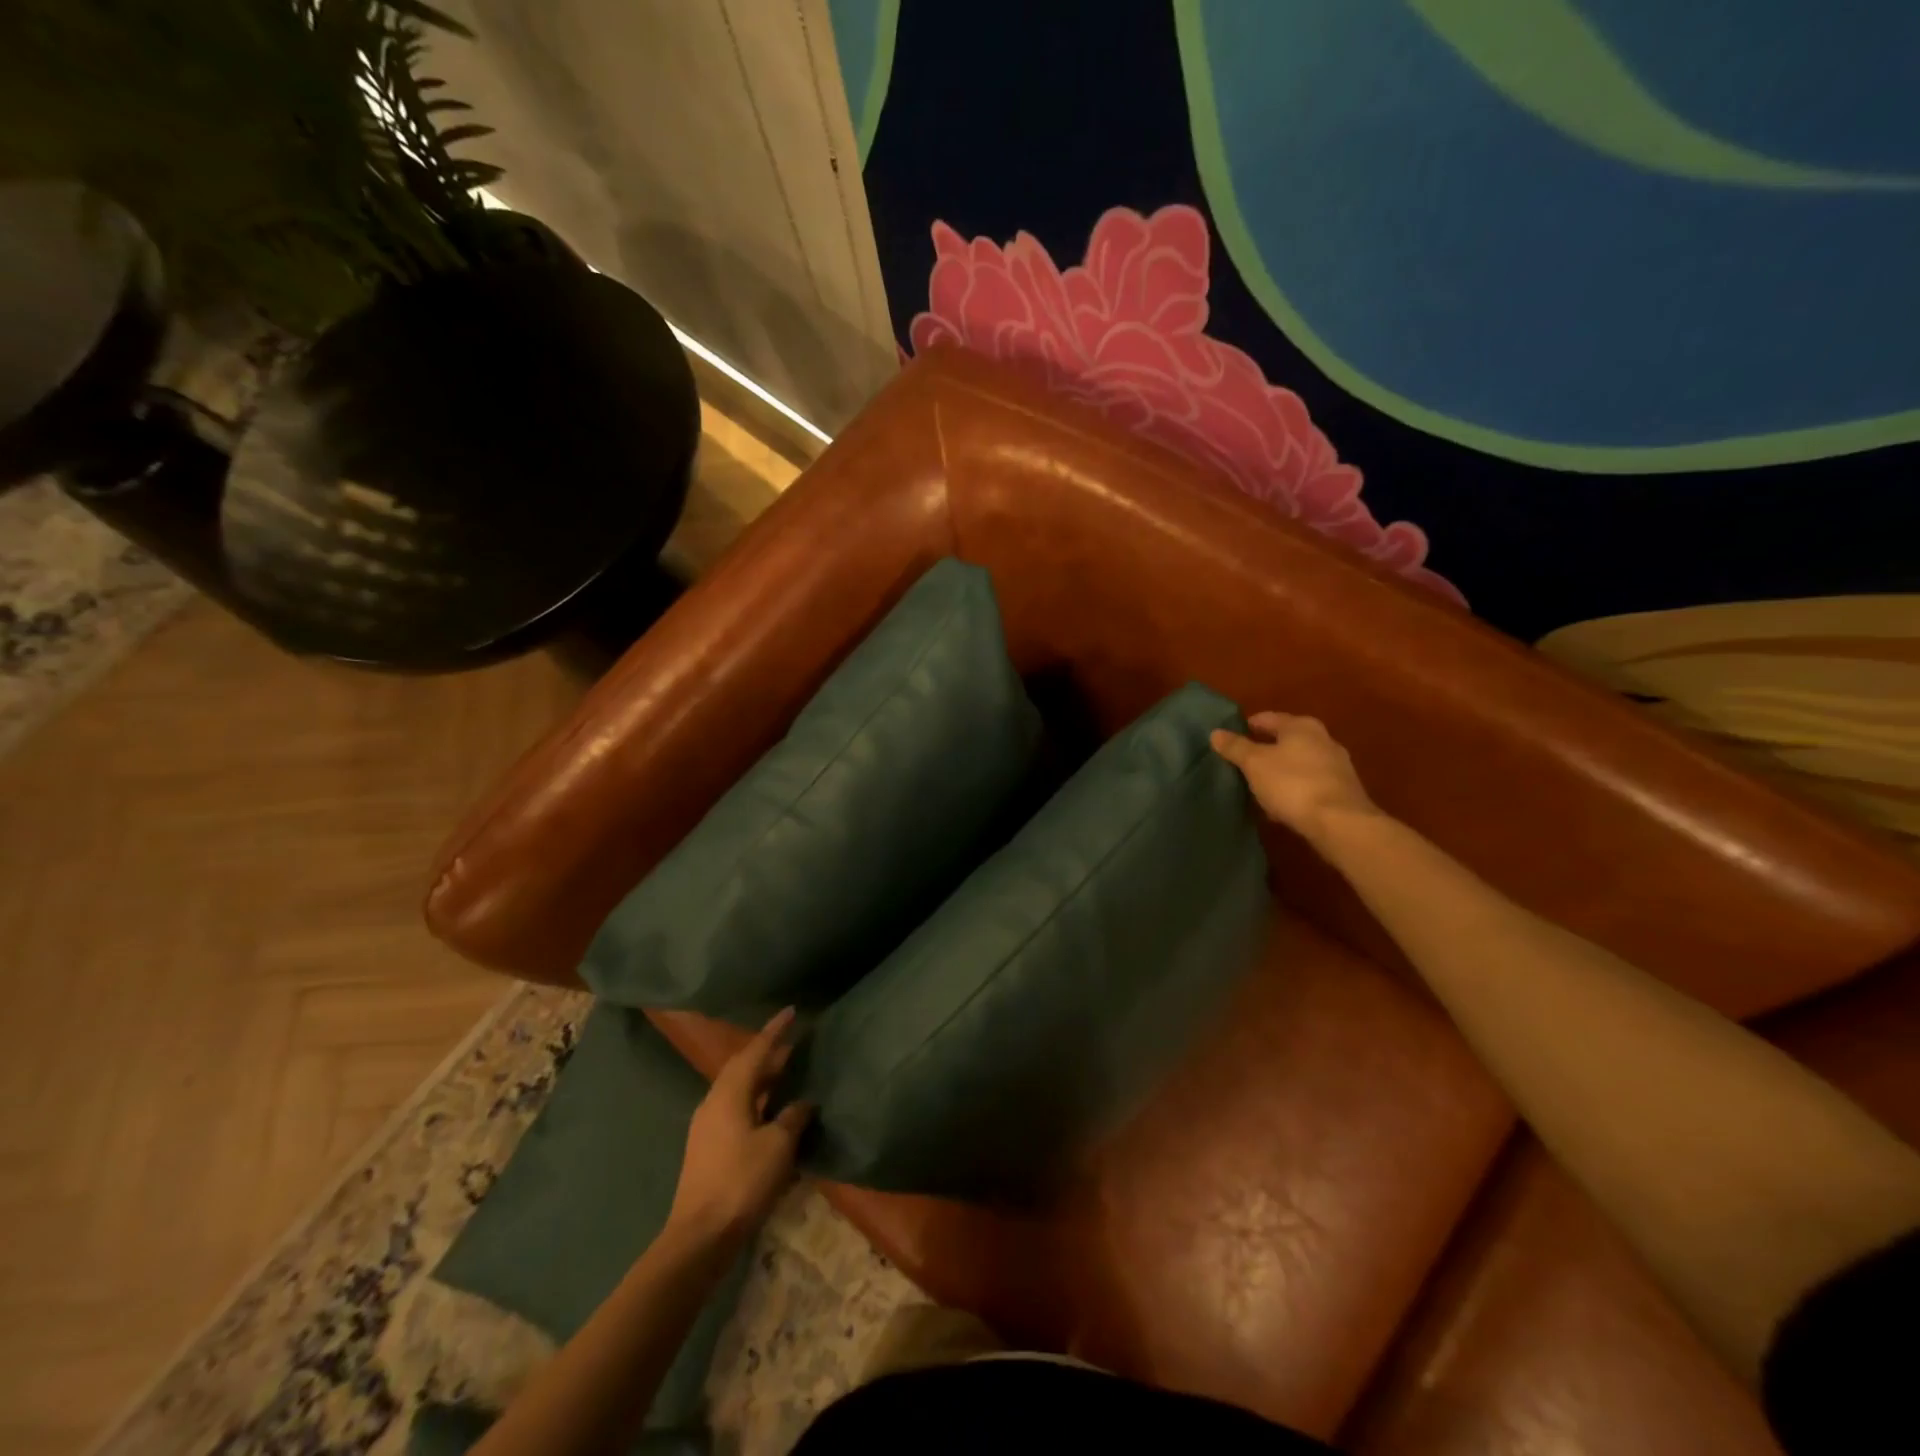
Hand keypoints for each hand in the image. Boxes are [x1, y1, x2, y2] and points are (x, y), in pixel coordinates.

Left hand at [668, 1008, 813, 1244]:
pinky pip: (736, 1108)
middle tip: (795, 1044)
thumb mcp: (777, 1146)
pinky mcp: (708, 1147)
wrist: (699, 1237)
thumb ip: (793, 1117)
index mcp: (730, 1093)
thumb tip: (803, 1102)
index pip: (756, 1050)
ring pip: (739, 1089)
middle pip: (744, 1067)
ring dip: (763, 1079)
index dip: (775, 1030)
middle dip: (768, 1054)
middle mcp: (714, 1101)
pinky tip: (772, 1112)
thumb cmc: (741, 1182)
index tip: (791, 1011)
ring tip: (788, 1075)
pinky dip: (756, 1101)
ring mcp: (707, 1126)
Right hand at [1210, 711, 1379, 846]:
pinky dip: (1292, 788)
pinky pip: (1308, 783)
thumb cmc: (1292, 784)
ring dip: (1278, 771)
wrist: (1340, 823)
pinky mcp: (1341, 790)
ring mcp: (1335, 765)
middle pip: (1284, 740)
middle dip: (1263, 750)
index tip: (1228, 740)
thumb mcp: (1254, 764)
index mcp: (1301, 726)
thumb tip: (1216, 733)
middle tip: (1240, 764)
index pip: (1266, 718)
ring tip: (1256, 786)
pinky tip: (1279, 804)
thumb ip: (1235, 747)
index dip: (1246, 727)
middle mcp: (1322, 739)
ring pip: (1297, 763)